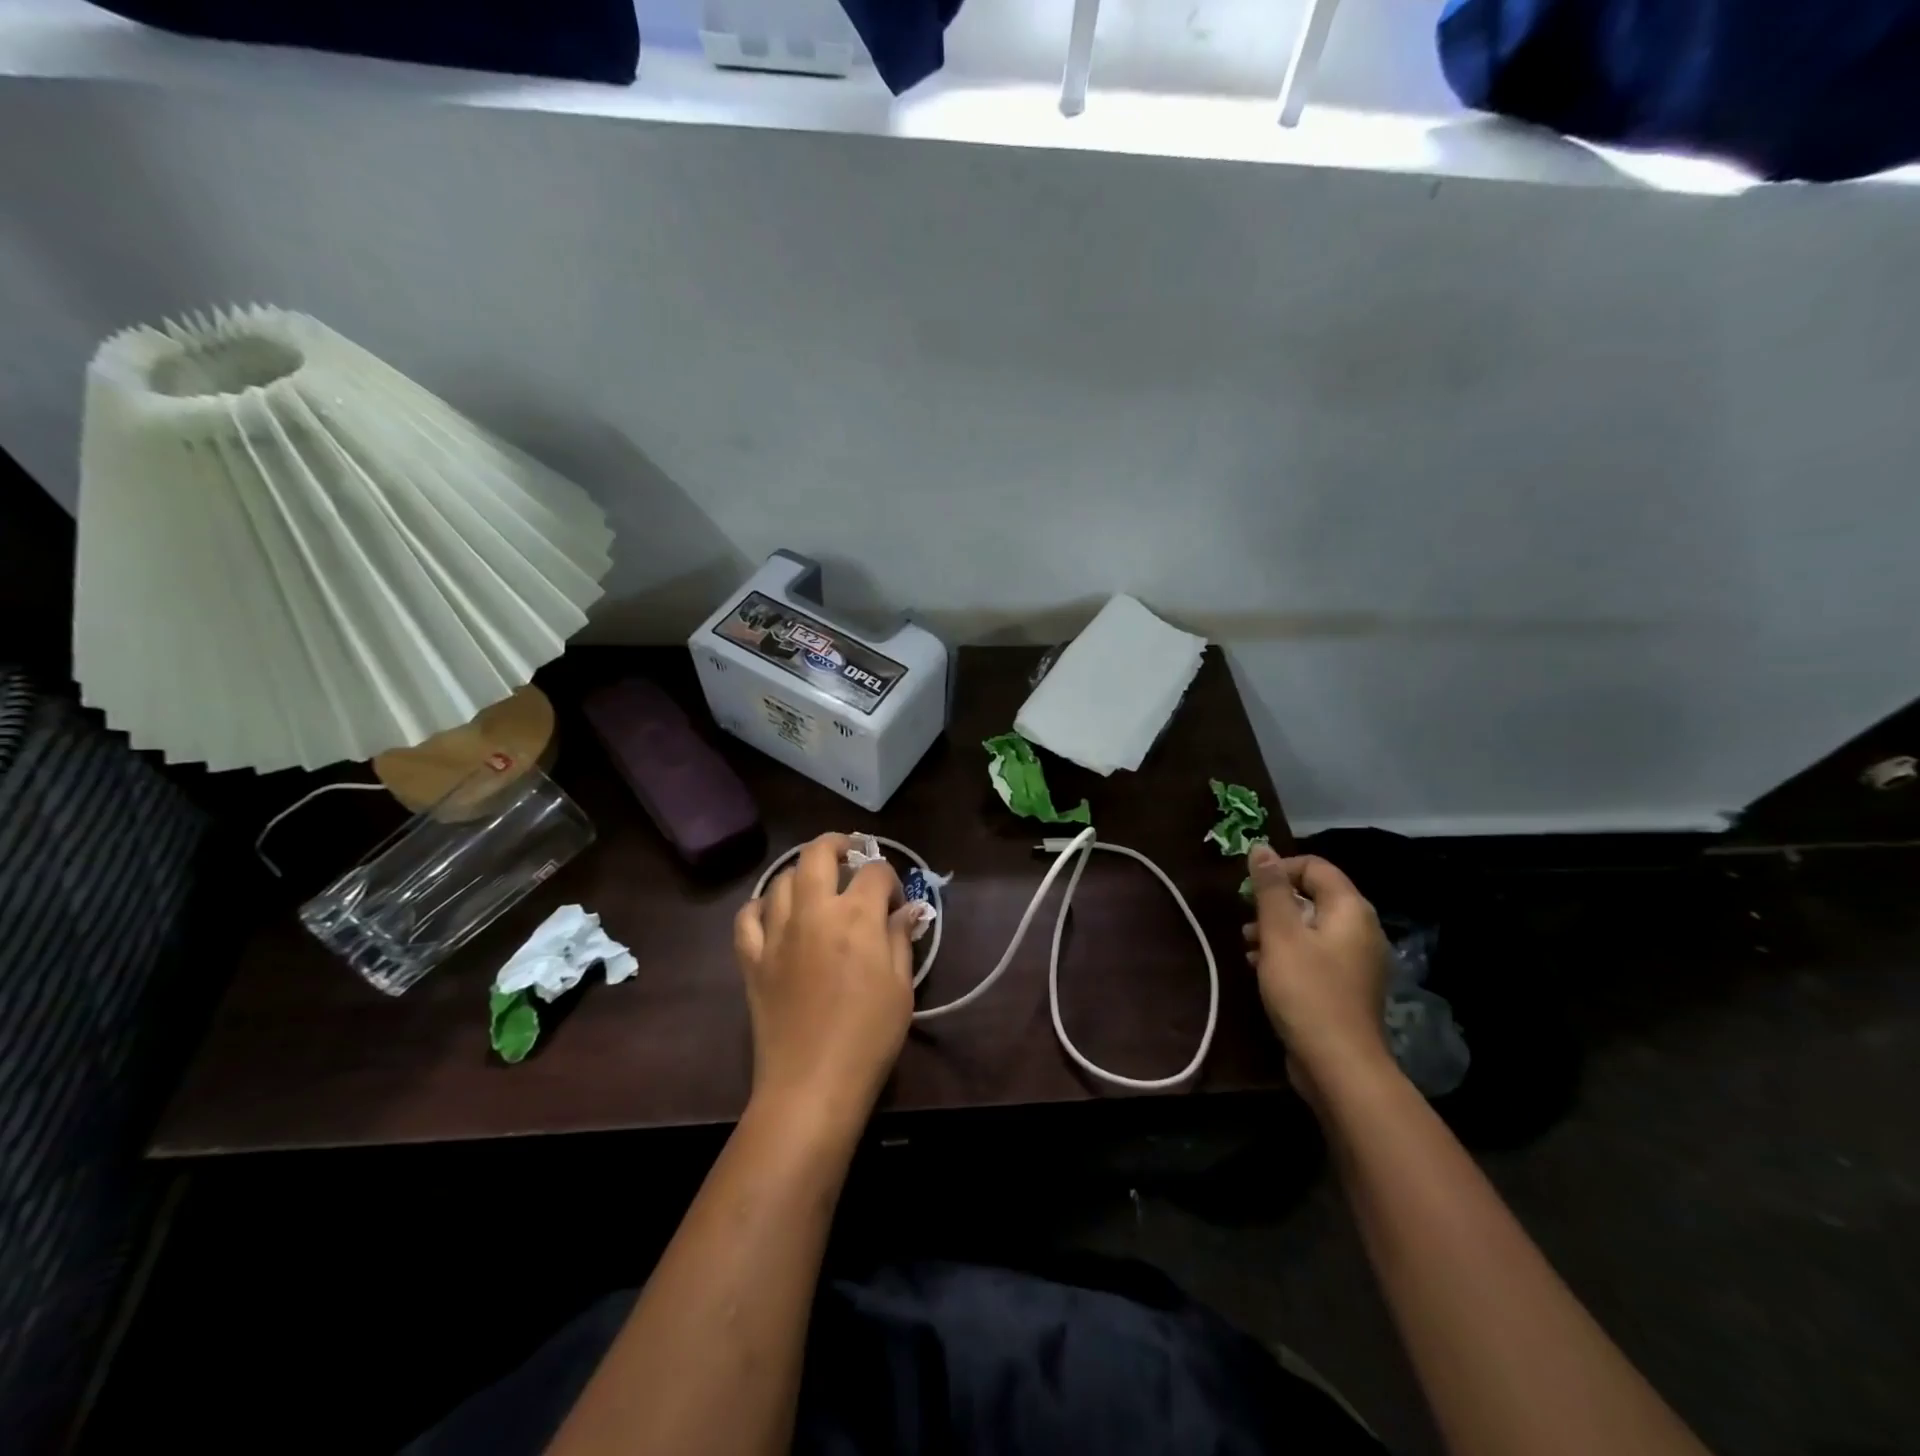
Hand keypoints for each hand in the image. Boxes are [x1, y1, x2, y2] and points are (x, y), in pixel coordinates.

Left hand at [734, 834, 914, 1126]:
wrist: (811, 1085)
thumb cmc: (868, 1037)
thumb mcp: (901, 987)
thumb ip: (900, 938)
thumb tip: (907, 909)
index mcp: (856, 916)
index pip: (875, 872)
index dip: (890, 878)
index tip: (895, 901)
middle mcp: (814, 911)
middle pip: (819, 853)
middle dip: (840, 844)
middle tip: (853, 855)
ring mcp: (777, 933)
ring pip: (782, 879)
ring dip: (803, 873)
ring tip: (817, 885)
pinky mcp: (752, 958)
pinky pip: (747, 917)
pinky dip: (760, 906)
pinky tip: (774, 913)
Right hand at [1243, 845, 1395, 1097]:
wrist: (1339, 1065)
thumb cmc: (1307, 991)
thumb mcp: (1280, 934)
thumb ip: (1270, 889)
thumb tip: (1261, 847)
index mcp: (1350, 910)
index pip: (1315, 867)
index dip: (1279, 870)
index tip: (1248, 890)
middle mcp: (1361, 929)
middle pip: (1312, 897)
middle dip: (1273, 904)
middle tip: (1246, 922)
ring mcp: (1357, 961)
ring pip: (1310, 928)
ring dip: (1276, 931)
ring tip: (1248, 947)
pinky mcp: (1346, 987)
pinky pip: (1314, 955)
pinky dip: (1288, 954)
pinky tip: (1262, 970)